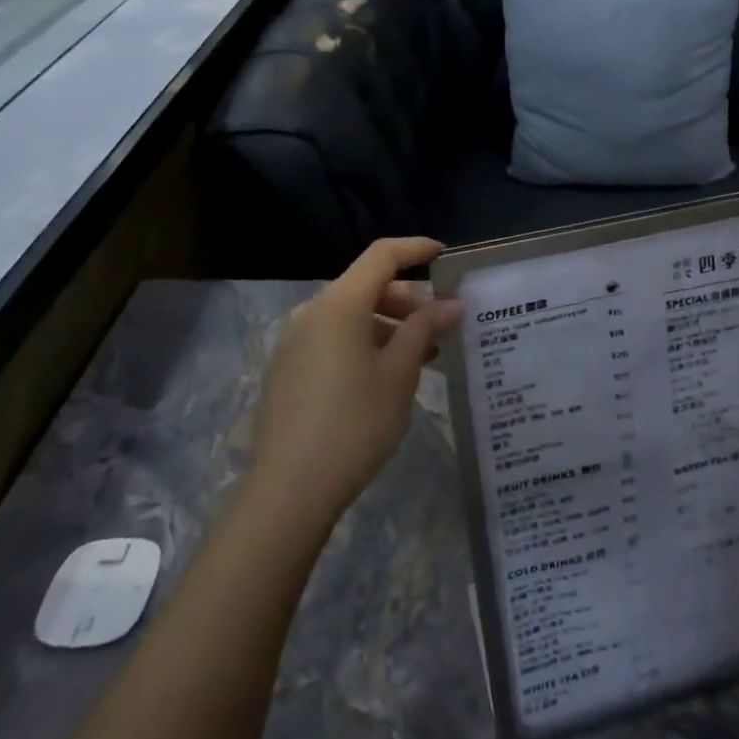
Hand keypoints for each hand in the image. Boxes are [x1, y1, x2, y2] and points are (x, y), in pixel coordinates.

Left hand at [249, 238, 461, 527]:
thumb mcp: (399, 374)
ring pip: (351, 315)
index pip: (382, 256)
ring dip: (388, 326)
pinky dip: (364, 343)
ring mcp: (295, 341)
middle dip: (408, 300)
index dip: (416, 249)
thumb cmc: (354, 423)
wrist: (289, 489)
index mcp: (339, 304)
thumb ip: (425, 329)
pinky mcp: (288, 368)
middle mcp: (312, 311)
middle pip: (366, 286)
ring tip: (422, 357)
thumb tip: (451, 304)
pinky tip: (386, 376)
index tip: (445, 256)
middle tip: (442, 326)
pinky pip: (333, 338)